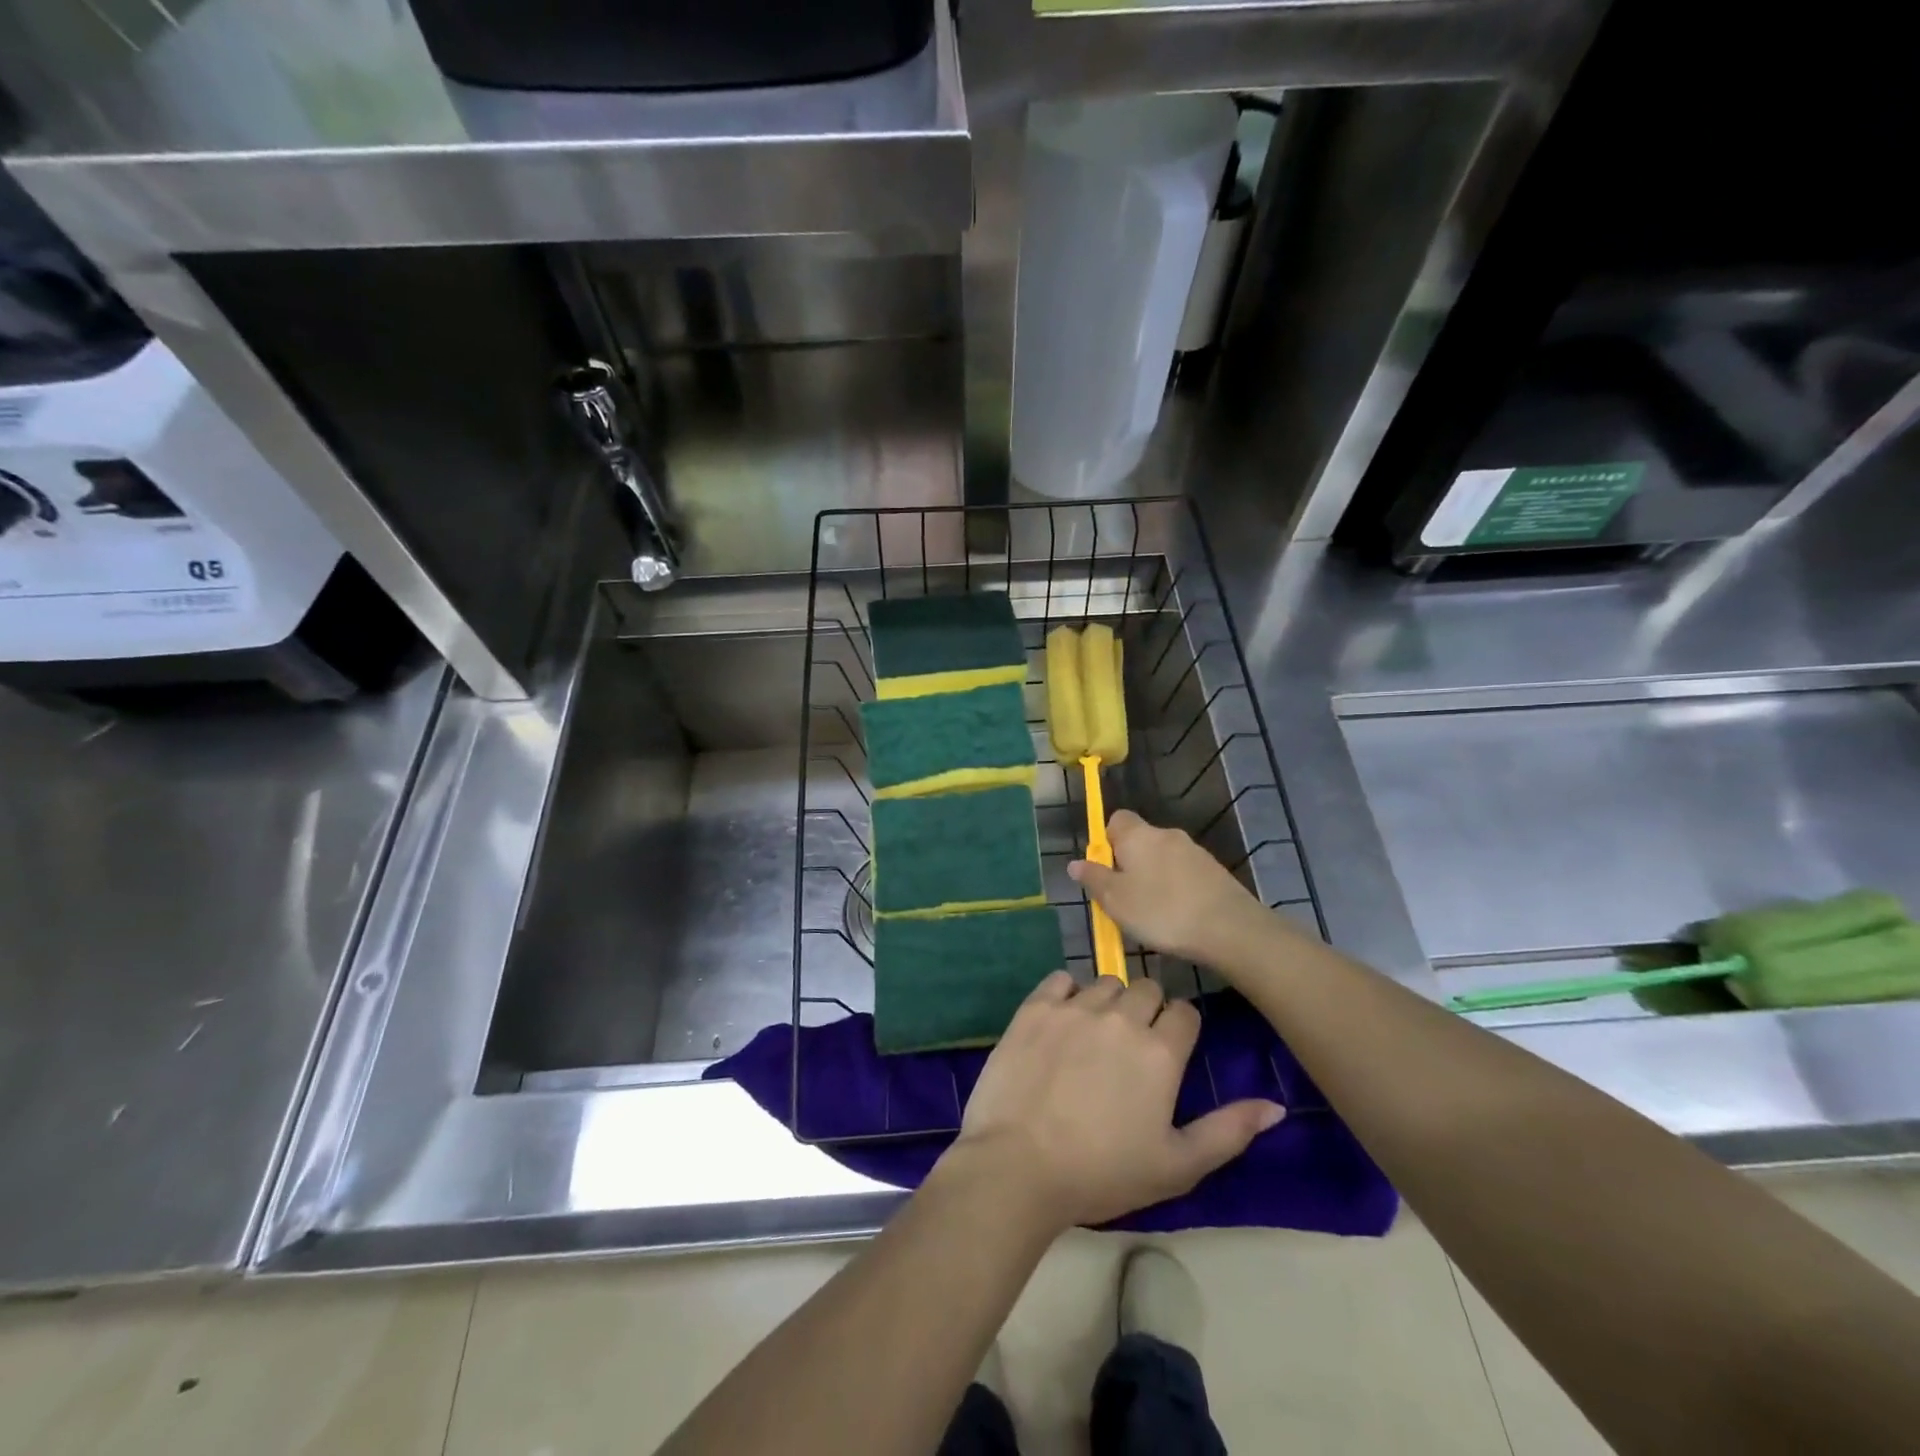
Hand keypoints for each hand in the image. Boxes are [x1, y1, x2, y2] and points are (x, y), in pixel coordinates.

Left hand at [945, 971, 1283, 1231]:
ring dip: (1107, 1002)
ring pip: (1105, 982)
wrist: (1018, 1166)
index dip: (1179, 1030)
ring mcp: (1075, 1007)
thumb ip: (1229, 1131)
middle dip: (1146, 1011)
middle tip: (1130, 1048)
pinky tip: (1061, 1021)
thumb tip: (1275, 1106)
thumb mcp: (1177, 1165)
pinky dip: (1066, 993)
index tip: (1167, 1053)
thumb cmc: (1102, 1173)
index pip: (1184, 1013)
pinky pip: (1060, 979)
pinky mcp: (1035, 1007)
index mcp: (1160, 1052)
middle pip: (1146, 989)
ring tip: (1094, 1037)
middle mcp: (1121, 1017)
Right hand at [1069, 810, 1273, 964]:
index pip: (1116, 819)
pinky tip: (1177, 916)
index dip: (1106, 841)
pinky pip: (1183, 873)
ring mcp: (1194, 851)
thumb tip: (1076, 863)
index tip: (1103, 870)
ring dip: (1153, 877)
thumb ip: (1094, 879)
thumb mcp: (1116, 901)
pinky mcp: (1214, 871)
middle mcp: (1166, 834)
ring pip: (1162, 858)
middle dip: (1129, 863)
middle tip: (1122, 898)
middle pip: (1139, 840)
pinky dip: (1176, 888)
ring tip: (1151, 913)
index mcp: (1138, 835)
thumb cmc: (1162, 911)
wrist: (1229, 928)